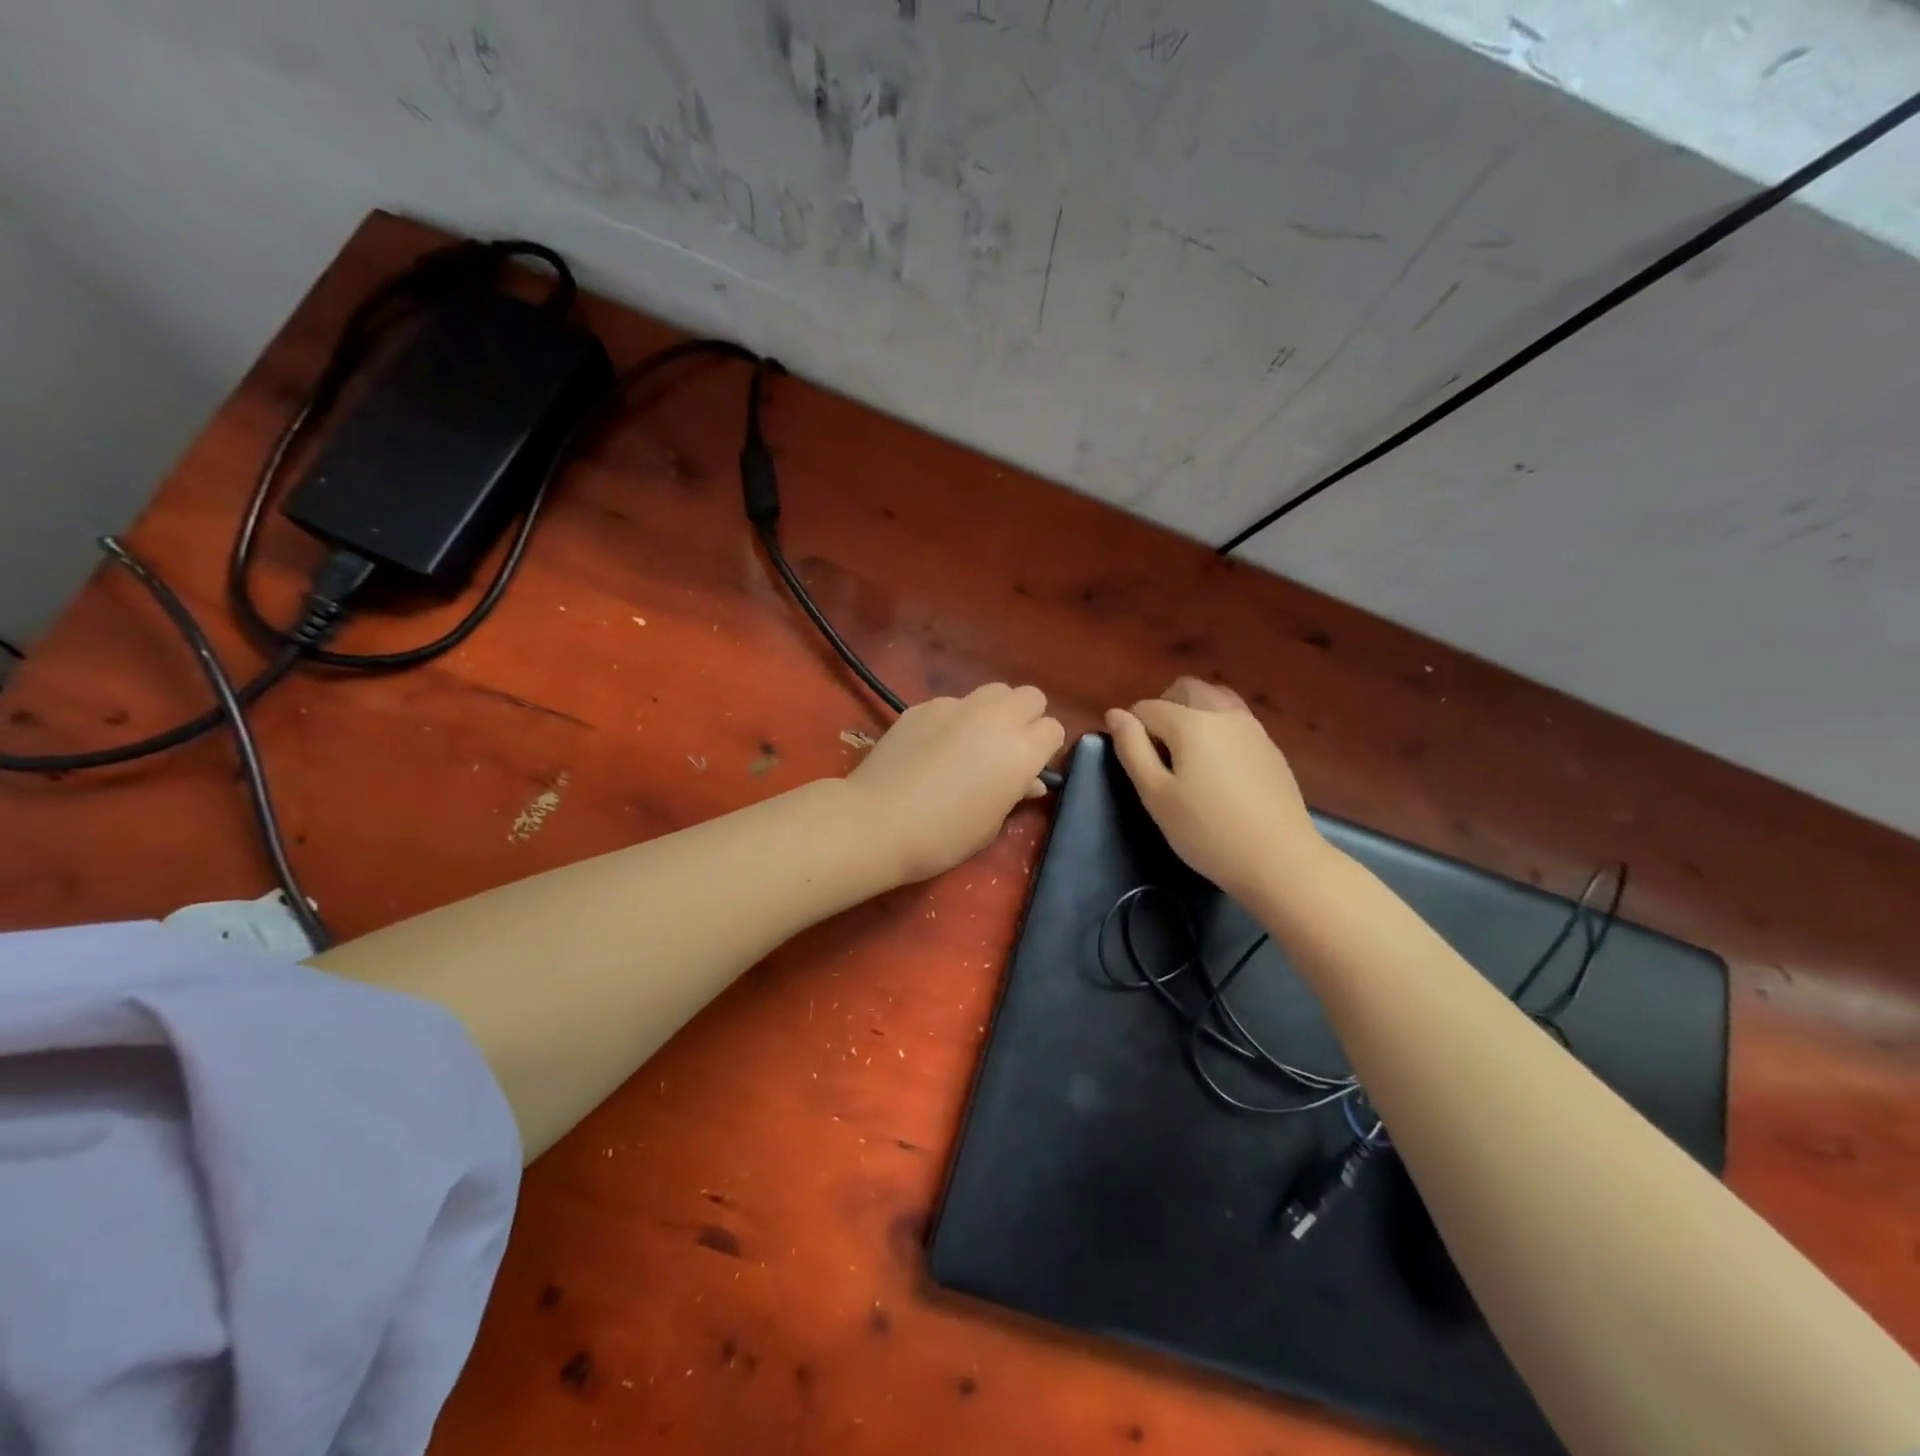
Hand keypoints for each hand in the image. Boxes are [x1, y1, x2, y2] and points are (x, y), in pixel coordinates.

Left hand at [848, 683, 1065, 883]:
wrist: (878, 821)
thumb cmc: (944, 835)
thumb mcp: (991, 823)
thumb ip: (1016, 793)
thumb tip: (1029, 781)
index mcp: (1021, 751)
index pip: (1054, 729)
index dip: (1045, 749)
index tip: (1030, 769)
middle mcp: (996, 718)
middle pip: (1030, 696)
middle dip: (1027, 717)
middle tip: (1008, 748)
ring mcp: (957, 706)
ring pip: (993, 691)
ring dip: (994, 711)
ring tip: (973, 741)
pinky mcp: (924, 706)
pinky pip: (954, 703)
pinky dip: (955, 718)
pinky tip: (934, 746)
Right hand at [1106, 677, 1321, 898]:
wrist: (1280, 860)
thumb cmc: (1207, 832)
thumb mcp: (1156, 795)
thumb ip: (1132, 749)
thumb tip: (1116, 714)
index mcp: (1192, 723)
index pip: (1148, 708)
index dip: (1132, 730)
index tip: (1136, 764)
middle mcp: (1225, 715)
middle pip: (1186, 689)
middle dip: (1164, 707)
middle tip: (1157, 749)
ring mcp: (1254, 729)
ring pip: (1217, 698)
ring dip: (1194, 711)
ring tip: (1187, 753)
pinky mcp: (1271, 749)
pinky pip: (1237, 720)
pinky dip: (1218, 727)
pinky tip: (1218, 768)